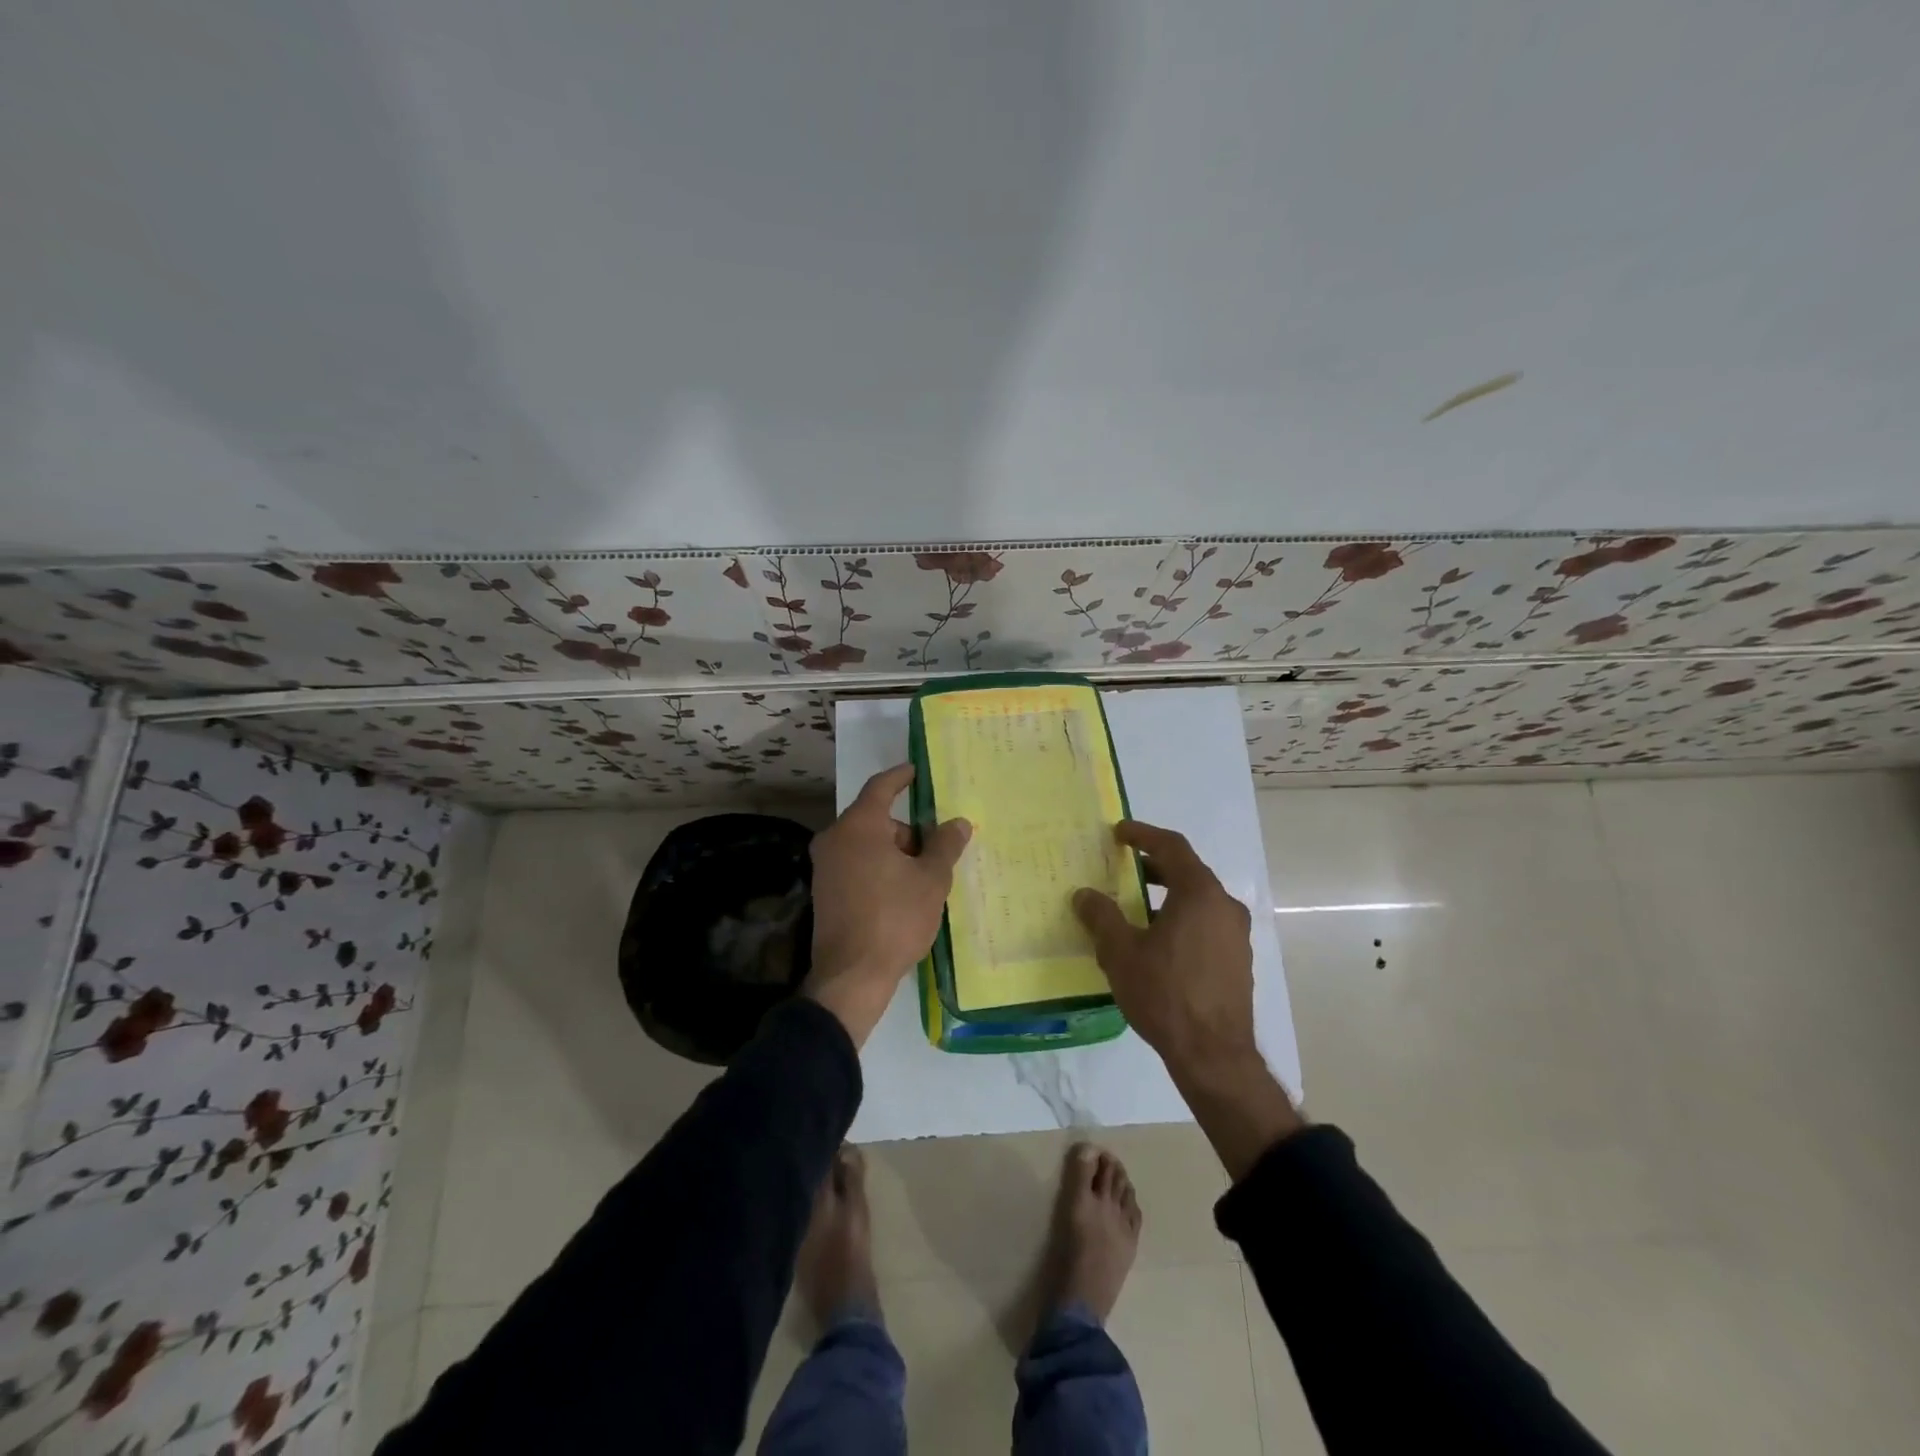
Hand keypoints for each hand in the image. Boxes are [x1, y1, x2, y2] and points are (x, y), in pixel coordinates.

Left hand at [805, 763, 970, 1045]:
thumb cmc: (895, 918)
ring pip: (867, 845)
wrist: (851, 976)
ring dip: (895, 853)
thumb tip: (958, 822)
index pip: (881, 787)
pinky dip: (880, 869)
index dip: (901, 777)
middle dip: (908, 831)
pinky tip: (902, 893)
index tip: (916, 771)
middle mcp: (835, 839)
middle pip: (876, 820)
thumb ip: (945, 845)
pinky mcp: (824, 892)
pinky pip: (857, 866)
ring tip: (925, 879)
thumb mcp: (931, 880)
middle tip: (937, 850)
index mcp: (858, 826)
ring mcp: (825, 867)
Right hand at [1074, 820, 1301, 1178]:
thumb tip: (1084, 894)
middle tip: (1124, 868)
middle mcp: (1224, 906)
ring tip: (1135, 905)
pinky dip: (1182, 916)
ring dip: (1168, 893)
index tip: (1119, 833)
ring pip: (1198, 899)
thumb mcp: (1121, 953)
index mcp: (1200, 894)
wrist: (1214, 1055)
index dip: (1143, 835)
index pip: (1172, 847)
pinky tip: (1158, 940)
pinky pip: (1206, 922)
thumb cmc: (1165, 994)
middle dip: (1154, 865)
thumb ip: (1101, 917)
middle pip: (1188, 871)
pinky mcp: (1238, 959)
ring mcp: (1236, 934)